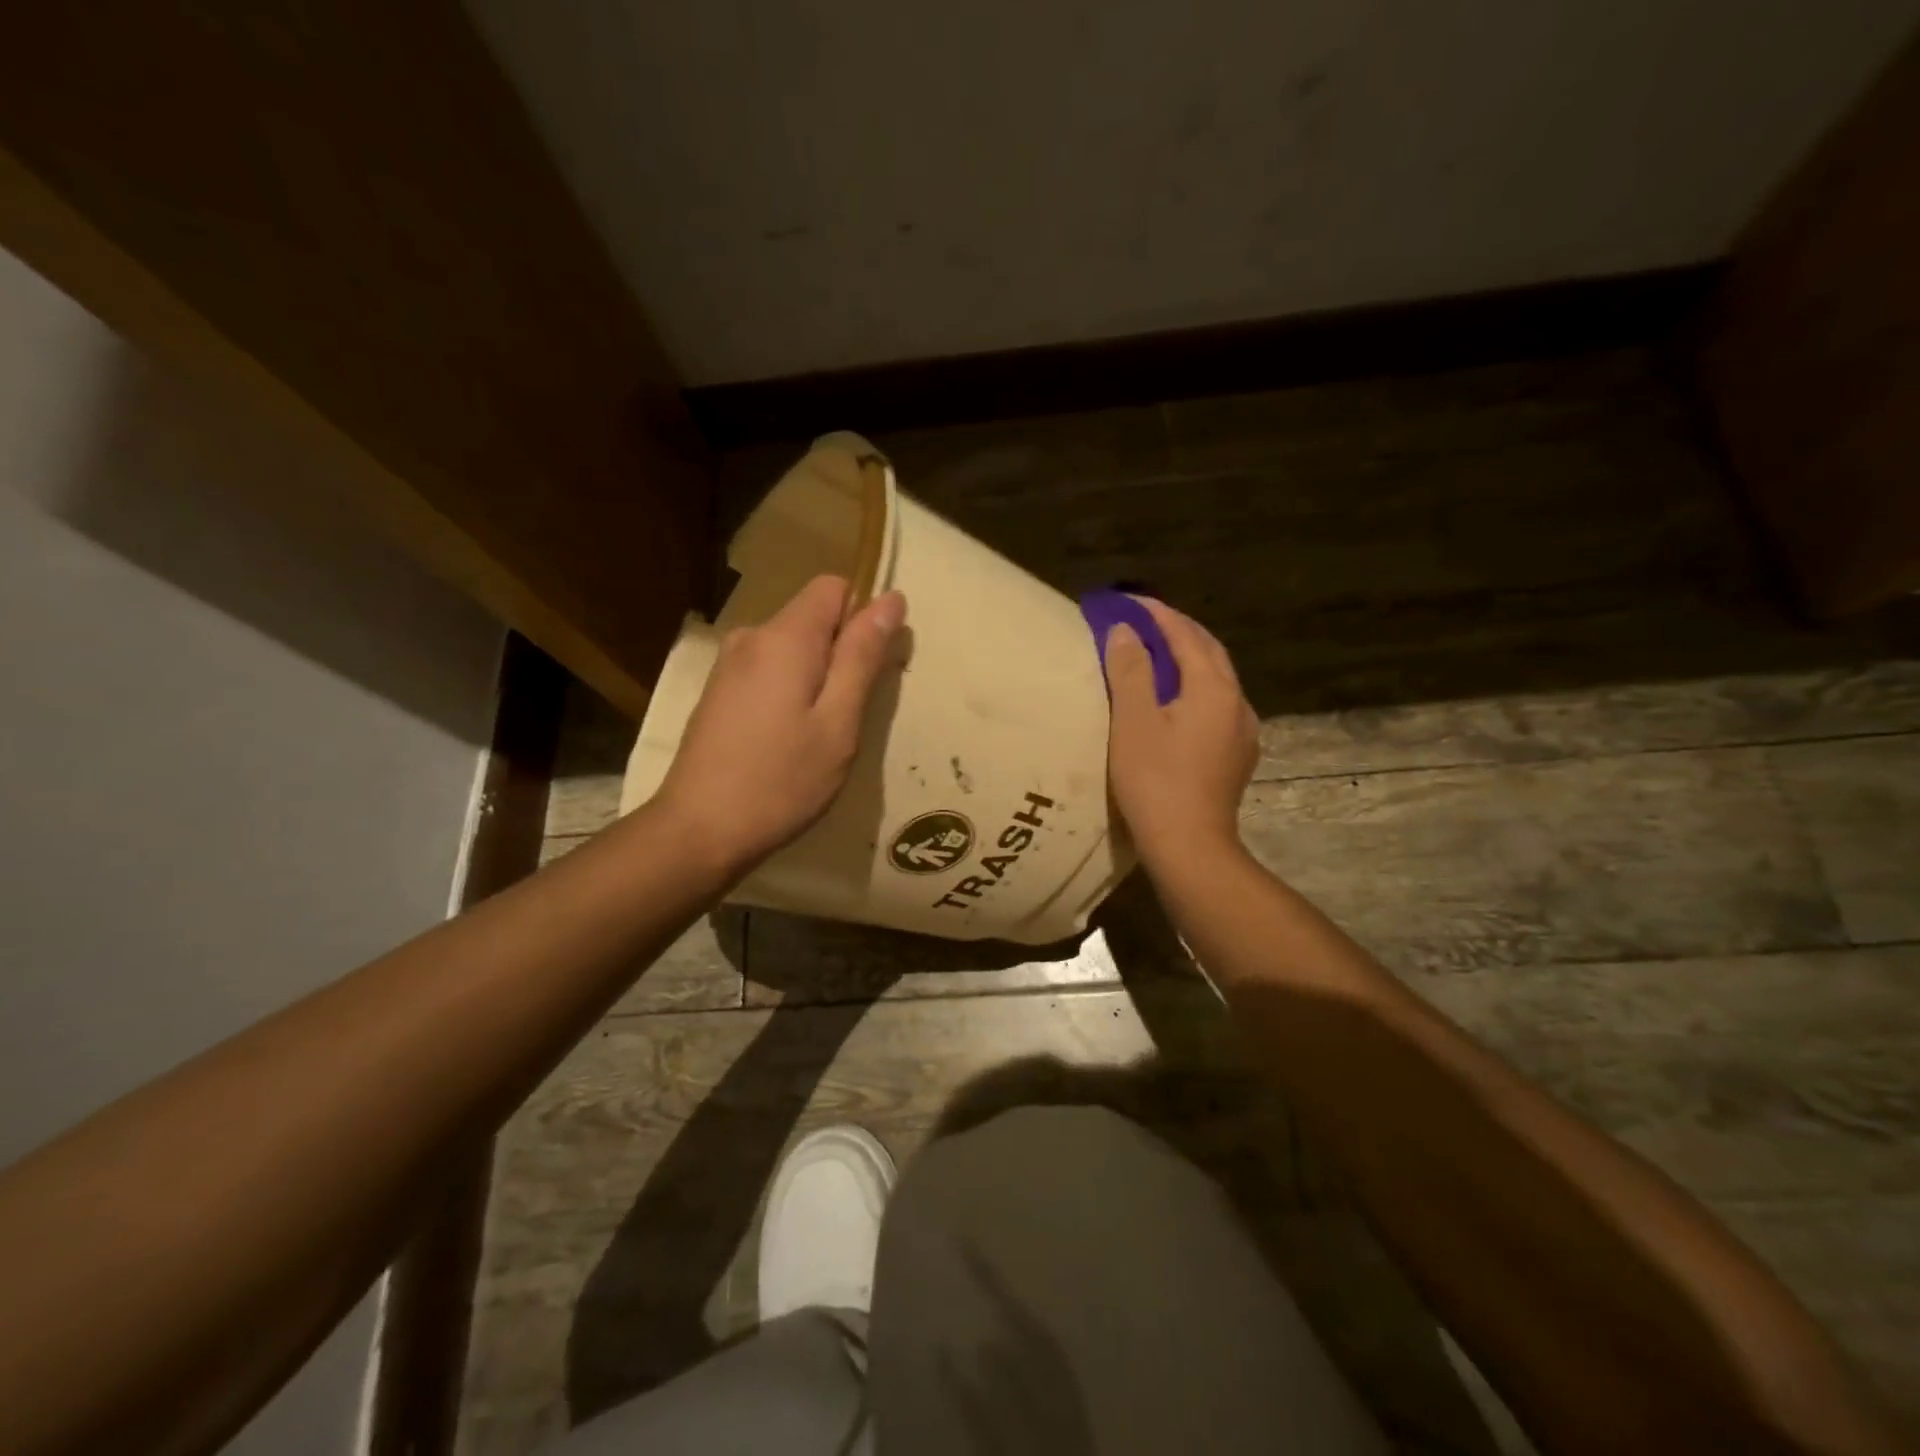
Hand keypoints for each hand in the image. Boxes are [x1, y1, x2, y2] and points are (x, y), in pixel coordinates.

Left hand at [653, 575, 905, 878]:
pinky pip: (769, 671)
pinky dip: (791, 691)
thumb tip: (890, 599)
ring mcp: (729, 666)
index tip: (872, 667)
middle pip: (813, 617)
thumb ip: (863, 656)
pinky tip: (788, 741)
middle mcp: (751, 637)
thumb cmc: (781, 780)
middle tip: (851, 714)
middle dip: (842, 652)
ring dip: (818, 677)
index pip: (834, 586)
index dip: (863, 615)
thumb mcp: (838, 722)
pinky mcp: (719, 693)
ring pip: (792, 648)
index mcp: (784, 637)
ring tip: (821, 734)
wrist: (699, 831)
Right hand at [1104, 596, 1257, 868]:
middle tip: (1143, 620)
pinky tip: (1177, 701)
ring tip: (1157, 655)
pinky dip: (1195, 688)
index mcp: (1214, 688)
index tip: (1129, 601)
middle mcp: (1237, 702)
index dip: (1157, 614)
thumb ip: (1131, 670)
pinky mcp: (1237, 755)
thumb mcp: (1133, 721)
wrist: (1189, 846)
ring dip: (1188, 659)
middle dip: (1177, 631)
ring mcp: (1243, 731)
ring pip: (1216, 679)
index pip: (1186, 635)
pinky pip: (1217, 704)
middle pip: (1209, 652)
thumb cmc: (1155, 780)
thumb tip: (1126, 631)